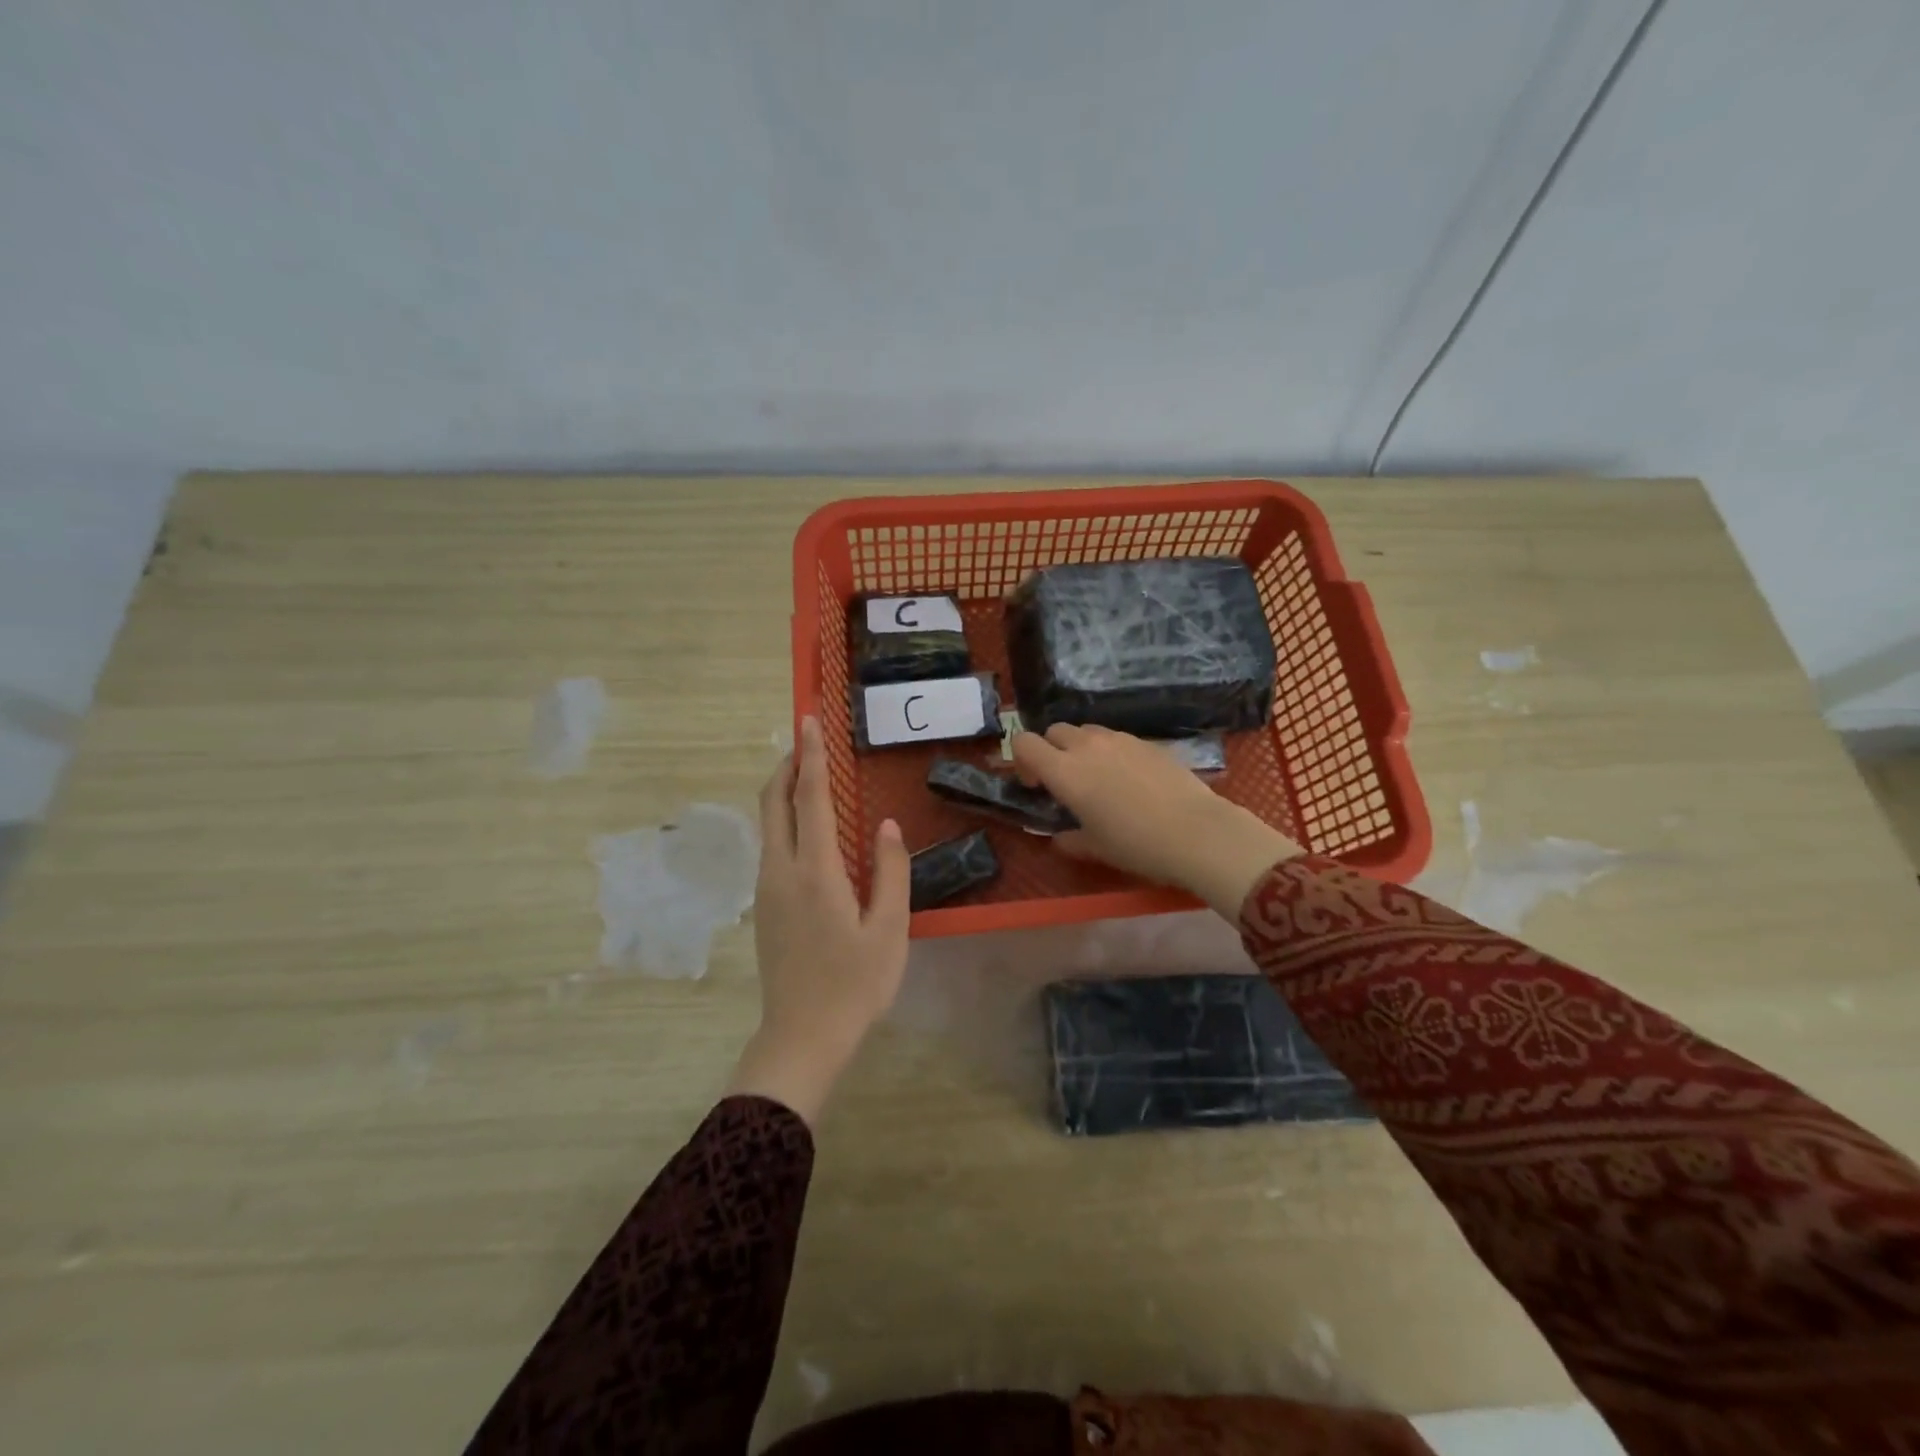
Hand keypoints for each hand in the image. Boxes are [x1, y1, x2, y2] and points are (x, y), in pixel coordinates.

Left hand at [729, 715, 910, 1125]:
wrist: (802, 1036)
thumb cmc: (855, 984)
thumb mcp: (889, 929)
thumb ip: (890, 871)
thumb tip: (885, 825)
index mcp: (815, 872)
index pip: (810, 798)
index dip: (811, 756)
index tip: (808, 720)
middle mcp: (781, 871)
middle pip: (774, 803)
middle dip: (787, 765)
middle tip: (807, 740)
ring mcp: (766, 889)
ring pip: (768, 824)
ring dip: (784, 792)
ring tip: (810, 776)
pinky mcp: (763, 907)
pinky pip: (771, 846)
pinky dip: (784, 820)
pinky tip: (808, 829)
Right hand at [1011, 724, 1302, 917]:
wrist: (1197, 832)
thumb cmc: (1136, 845)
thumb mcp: (1096, 848)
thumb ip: (1069, 839)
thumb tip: (1058, 838)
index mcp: (1064, 772)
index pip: (1024, 743)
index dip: (1022, 761)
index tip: (1036, 785)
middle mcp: (1087, 746)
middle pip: (1054, 731)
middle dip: (1051, 750)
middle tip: (1064, 781)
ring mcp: (1120, 739)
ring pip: (1086, 730)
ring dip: (1080, 747)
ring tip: (1097, 777)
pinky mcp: (1147, 741)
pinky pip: (1116, 738)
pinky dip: (1110, 751)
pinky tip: (1129, 779)